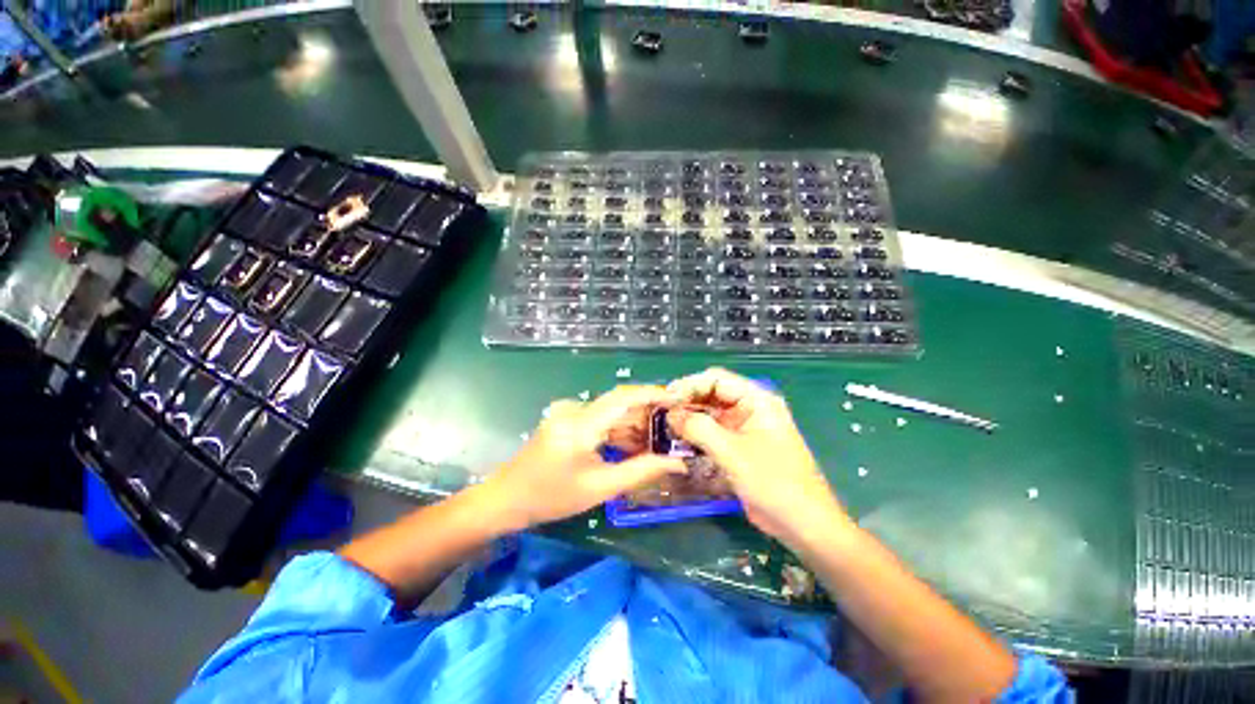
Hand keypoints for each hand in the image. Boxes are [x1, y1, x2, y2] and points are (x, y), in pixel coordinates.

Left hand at [484, 385, 686, 530]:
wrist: (506, 498)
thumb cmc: (551, 497)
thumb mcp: (600, 487)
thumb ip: (641, 471)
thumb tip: (677, 463)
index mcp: (581, 424)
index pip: (623, 397)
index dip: (653, 394)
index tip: (677, 399)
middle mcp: (575, 409)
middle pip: (619, 403)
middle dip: (647, 415)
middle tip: (673, 429)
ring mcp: (568, 411)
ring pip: (611, 411)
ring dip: (633, 425)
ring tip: (657, 443)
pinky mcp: (566, 417)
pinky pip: (599, 418)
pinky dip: (617, 430)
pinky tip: (631, 445)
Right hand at [666, 368, 850, 544]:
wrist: (803, 524)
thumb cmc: (773, 482)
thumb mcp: (732, 452)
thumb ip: (699, 428)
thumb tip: (671, 414)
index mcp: (757, 400)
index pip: (717, 379)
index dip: (690, 385)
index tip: (667, 399)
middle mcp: (750, 408)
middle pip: (713, 394)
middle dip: (688, 401)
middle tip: (662, 413)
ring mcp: (745, 428)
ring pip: (711, 413)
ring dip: (690, 418)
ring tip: (666, 426)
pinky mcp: (740, 446)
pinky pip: (714, 432)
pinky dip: (697, 434)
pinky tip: (681, 440)